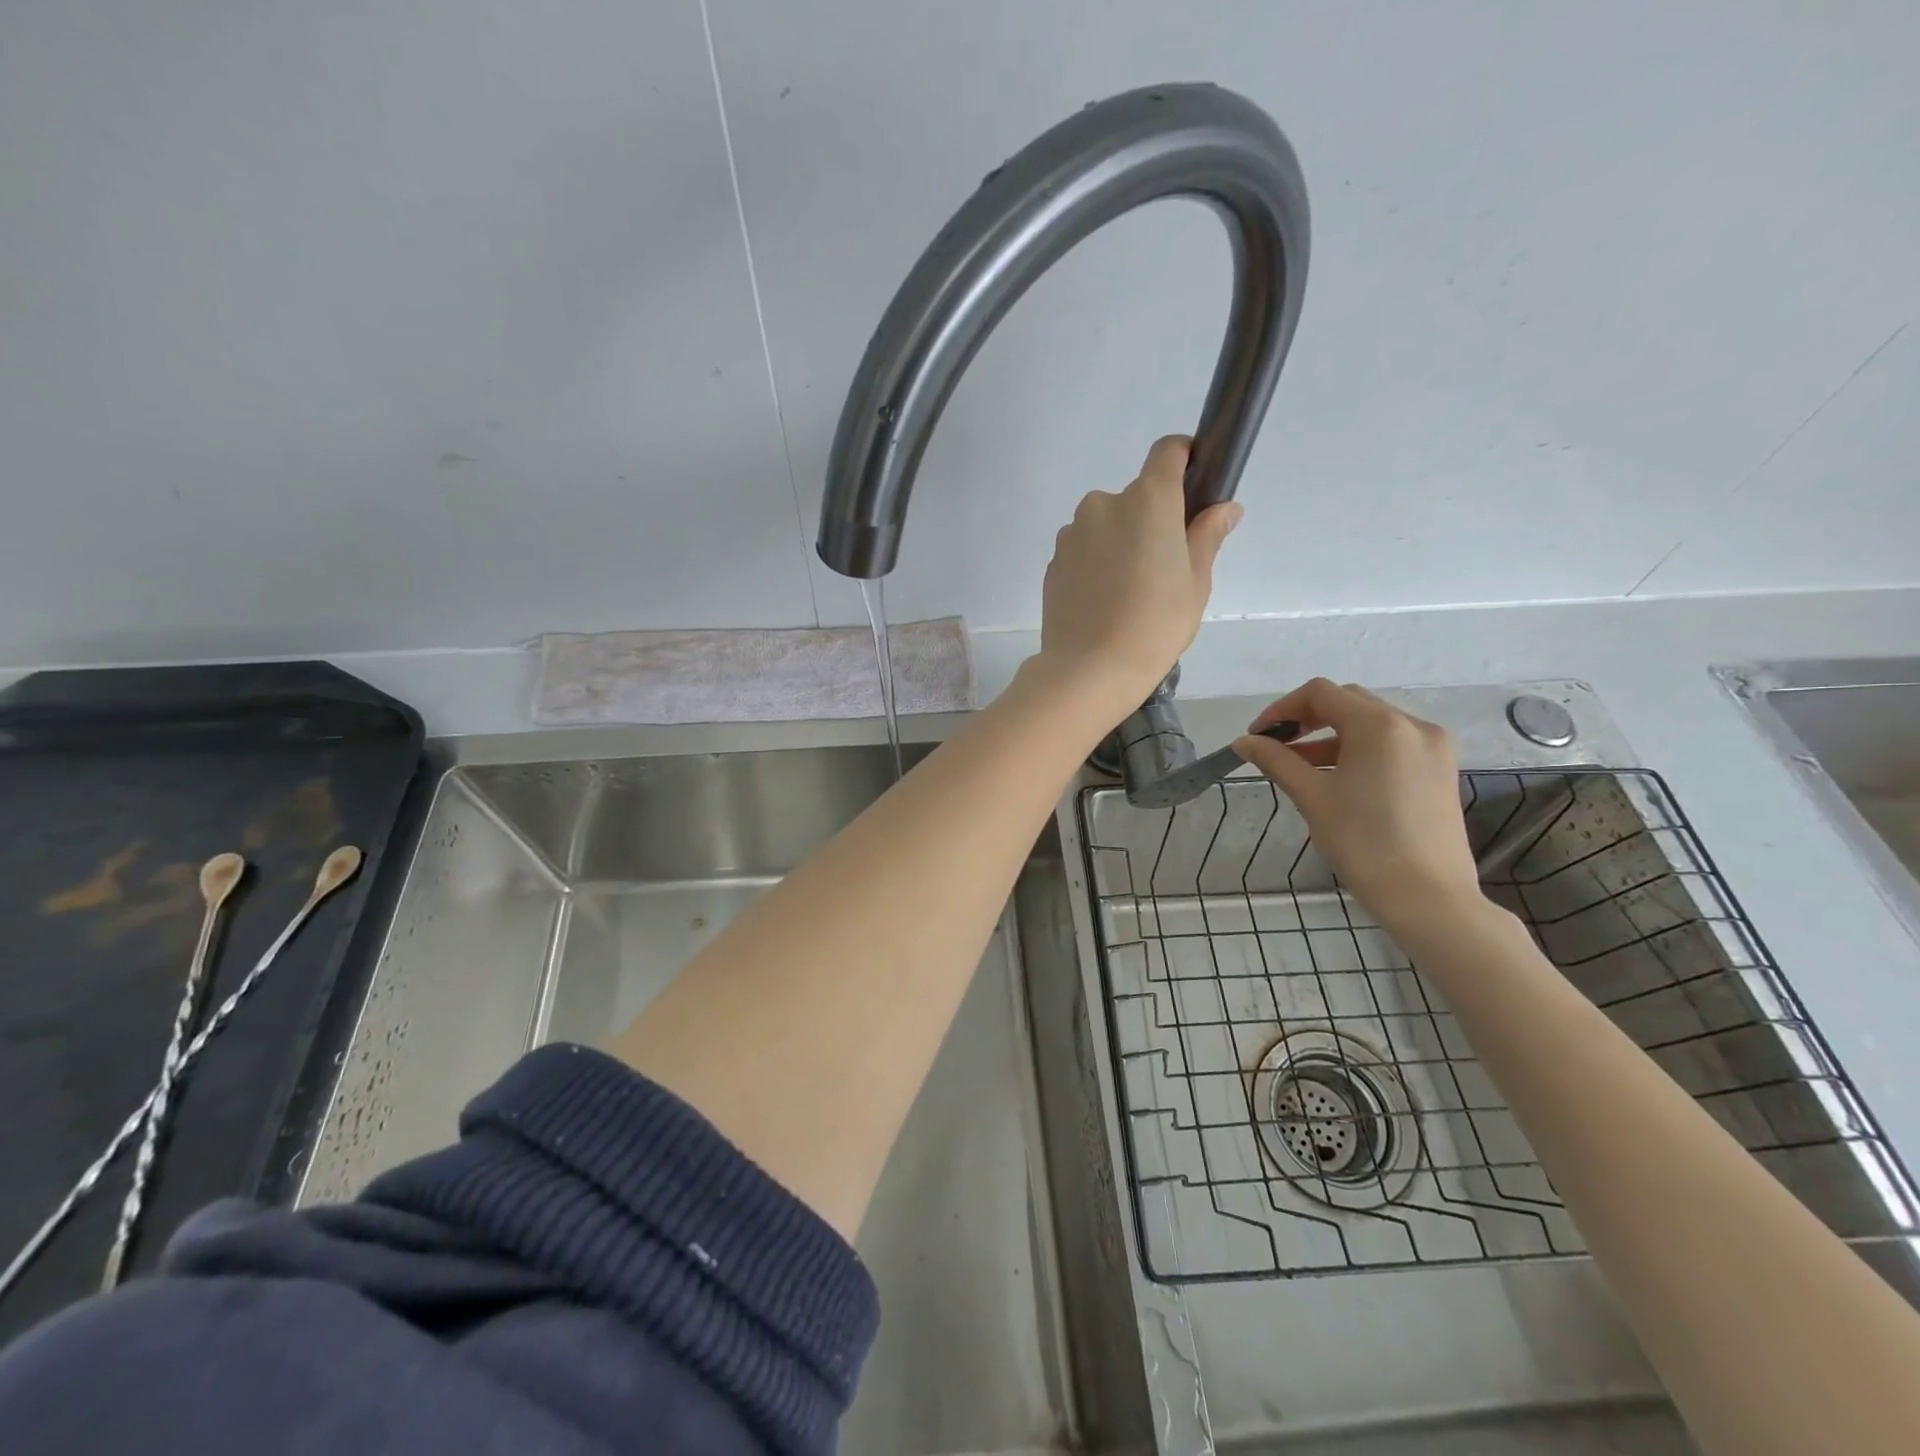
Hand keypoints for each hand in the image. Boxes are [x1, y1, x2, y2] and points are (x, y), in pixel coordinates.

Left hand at [1037, 436, 1241, 712]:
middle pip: (1135, 498)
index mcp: (1148, 500)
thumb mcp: (1196, 582)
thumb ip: (1207, 536)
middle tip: (1164, 566)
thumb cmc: (1155, 624)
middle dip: (1151, 521)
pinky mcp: (1053, 562)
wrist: (1090, 669)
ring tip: (1129, 592)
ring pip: (1105, 526)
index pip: (1167, 452)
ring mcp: (1072, 533)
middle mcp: (1104, 504)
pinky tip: (1104, 602)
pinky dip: (1096, 565)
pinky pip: (1083, 551)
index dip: (1183, 458)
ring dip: (1119, 543)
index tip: (1193, 483)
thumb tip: (1225, 508)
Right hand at [1234, 679, 1483, 933]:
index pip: (1321, 694)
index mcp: (1381, 726)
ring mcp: (1434, 747)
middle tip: (1276, 748)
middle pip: (1348, 703)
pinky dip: (1360, 751)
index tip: (1258, 737)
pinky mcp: (1441, 770)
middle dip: (1307, 719)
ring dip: (1332, 736)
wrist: (1428, 898)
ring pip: (1371, 724)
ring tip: (1300, 767)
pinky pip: (1392, 744)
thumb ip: (1276, 761)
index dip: (1282, 709)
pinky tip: (1338, 779)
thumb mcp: (1312, 797)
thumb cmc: (1363, 843)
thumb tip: (1243, 742)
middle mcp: (1413, 725)